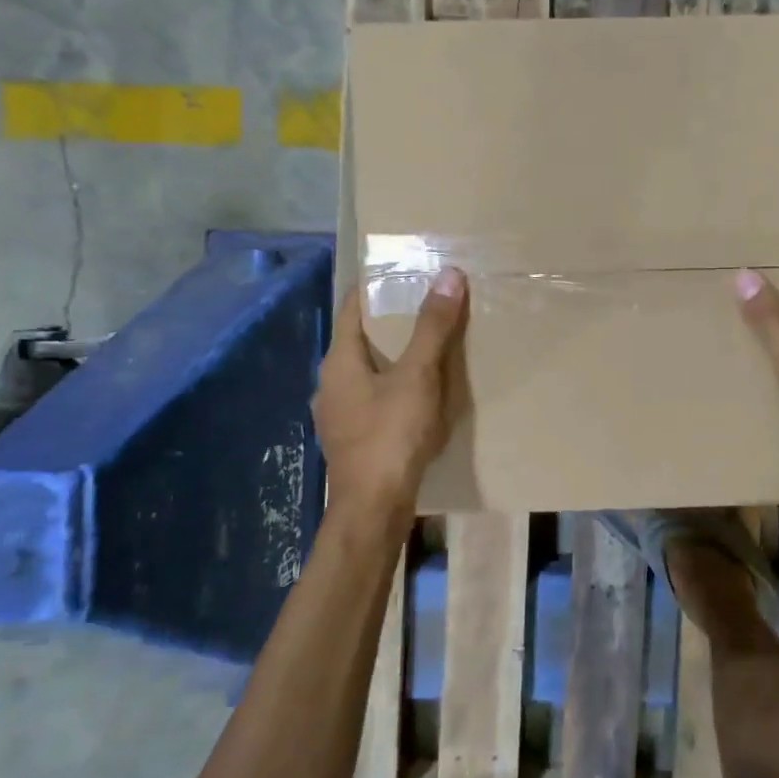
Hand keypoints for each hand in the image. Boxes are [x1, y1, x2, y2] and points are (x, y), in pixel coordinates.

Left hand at [314, 268, 467, 517]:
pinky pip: (373, 398)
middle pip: (360, 339)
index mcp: (339, 360)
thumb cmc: (392, 434)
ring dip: (393, 356)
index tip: (405, 270)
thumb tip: (448, 274)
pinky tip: (418, 394)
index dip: (376, 285)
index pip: (352, 307)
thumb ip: (432, 327)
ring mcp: (338, 414)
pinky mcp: (352, 438)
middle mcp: (330, 383)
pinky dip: (394, 385)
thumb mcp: (418, 375)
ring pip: (366, 371)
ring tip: (429, 346)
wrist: (375, 507)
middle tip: (428, 304)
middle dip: (391, 321)